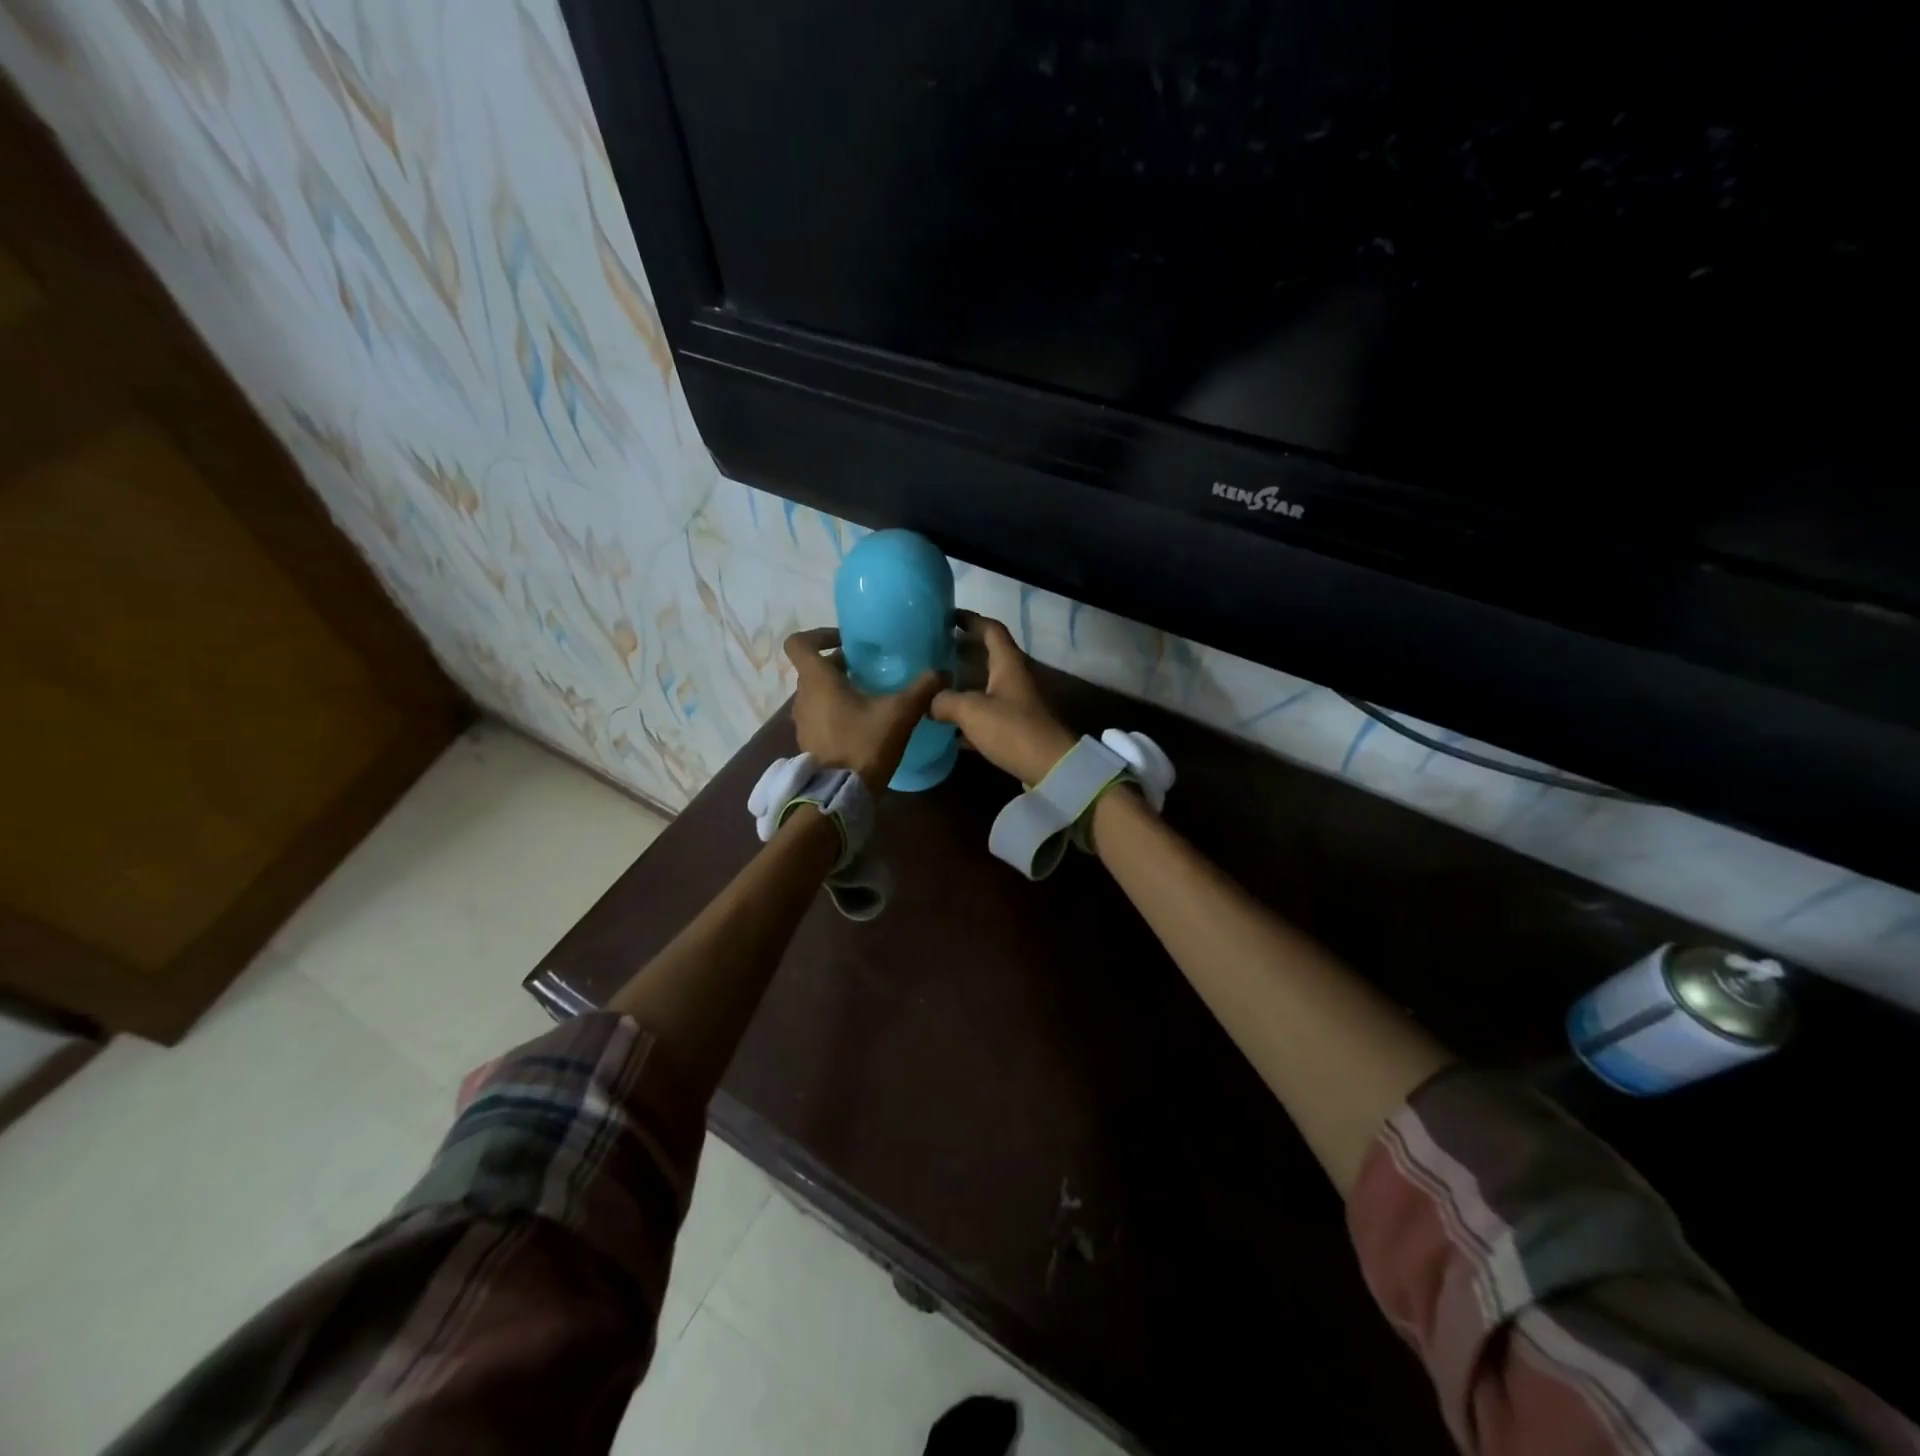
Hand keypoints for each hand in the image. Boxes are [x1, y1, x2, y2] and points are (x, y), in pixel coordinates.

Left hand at [785, 628, 944, 792]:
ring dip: (838, 689)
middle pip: (813, 668)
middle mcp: (803, 696)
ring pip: (816, 693)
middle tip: (869, 668)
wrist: (841, 795)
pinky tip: (863, 723)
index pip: (799, 643)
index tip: (847, 642)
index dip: (819, 635)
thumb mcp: (900, 713)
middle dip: (839, 664)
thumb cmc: (864, 744)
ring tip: (869, 696)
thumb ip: (922, 688)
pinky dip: (836, 712)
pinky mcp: (809, 742)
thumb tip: (943, 672)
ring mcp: (802, 722)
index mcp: (817, 680)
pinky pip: (819, 716)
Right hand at [930, 612, 1076, 784]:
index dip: (971, 619)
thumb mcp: (971, 710)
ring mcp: (1017, 704)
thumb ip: (945, 700)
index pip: (991, 629)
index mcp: (1008, 664)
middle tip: (934, 652)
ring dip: (963, 684)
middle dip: (962, 652)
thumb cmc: (1012, 729)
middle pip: (988, 657)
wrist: (1050, 767)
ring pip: (986, 687)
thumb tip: (929, 701)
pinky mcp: (1015, 729)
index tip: (948, 617)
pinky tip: (948, 727)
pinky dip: (969, 717)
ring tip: (935, 686)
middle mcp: (1014, 678)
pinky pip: (987, 715)